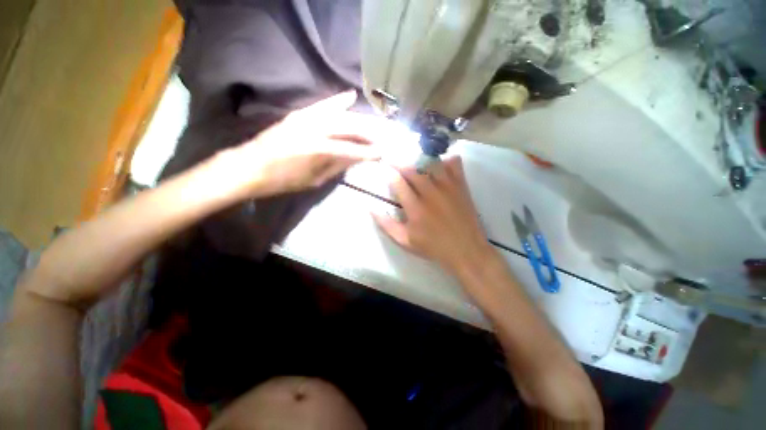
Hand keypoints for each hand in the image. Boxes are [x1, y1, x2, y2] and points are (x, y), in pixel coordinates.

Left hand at [224, 91, 389, 197]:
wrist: (251, 166)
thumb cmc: (284, 180)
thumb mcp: (315, 179)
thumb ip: (337, 166)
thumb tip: (356, 158)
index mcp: (319, 150)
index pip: (353, 149)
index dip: (369, 152)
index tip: (384, 153)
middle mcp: (316, 129)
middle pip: (350, 128)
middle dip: (370, 132)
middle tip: (385, 136)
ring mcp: (307, 118)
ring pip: (341, 116)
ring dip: (360, 119)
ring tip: (375, 124)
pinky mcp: (299, 114)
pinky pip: (323, 105)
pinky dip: (338, 101)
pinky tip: (351, 96)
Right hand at [373, 156, 494, 273]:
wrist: (466, 250)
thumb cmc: (433, 247)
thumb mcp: (405, 241)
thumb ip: (386, 224)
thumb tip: (370, 208)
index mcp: (415, 208)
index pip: (398, 182)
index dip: (388, 173)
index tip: (384, 168)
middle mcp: (430, 193)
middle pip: (412, 169)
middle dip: (400, 162)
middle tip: (394, 160)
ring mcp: (448, 188)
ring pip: (431, 163)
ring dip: (420, 159)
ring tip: (414, 160)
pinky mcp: (461, 186)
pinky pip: (454, 164)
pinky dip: (446, 160)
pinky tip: (440, 164)